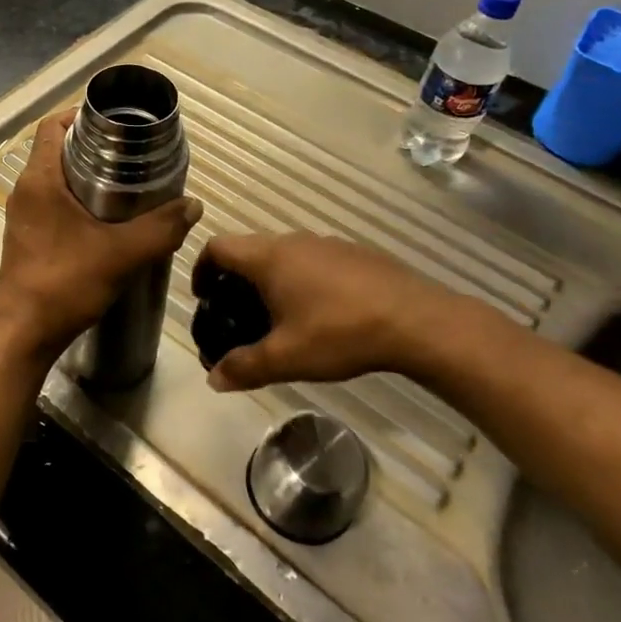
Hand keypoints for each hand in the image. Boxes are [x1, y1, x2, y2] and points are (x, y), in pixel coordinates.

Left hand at [0, 110, 202, 361]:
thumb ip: (161, 228)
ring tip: (126, 183)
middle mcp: (26, 190)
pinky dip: (77, 199)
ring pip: (55, 178)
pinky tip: (107, 219)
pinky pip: (53, 203)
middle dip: (92, 145)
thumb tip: (193, 205)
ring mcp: (24, 215)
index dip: (80, 115)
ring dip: (86, 175)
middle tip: (132, 153)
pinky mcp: (28, 237)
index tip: (115, 122)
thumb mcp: (122, 254)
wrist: (24, 333)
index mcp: (39, 180)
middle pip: (56, 149)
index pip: (52, 126)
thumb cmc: (65, 283)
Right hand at [192, 232, 478, 390]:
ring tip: (278, 317)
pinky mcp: (355, 254)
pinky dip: (302, 279)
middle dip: (235, 279)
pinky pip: (313, 260)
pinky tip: (321, 313)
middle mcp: (293, 241)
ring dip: (270, 279)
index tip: (204, 297)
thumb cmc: (341, 333)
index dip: (202, 268)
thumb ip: (245, 367)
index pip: (218, 246)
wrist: (418, 321)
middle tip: (237, 314)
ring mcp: (327, 244)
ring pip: (283, 254)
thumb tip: (213, 380)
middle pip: (249, 249)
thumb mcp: (287, 357)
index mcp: (268, 258)